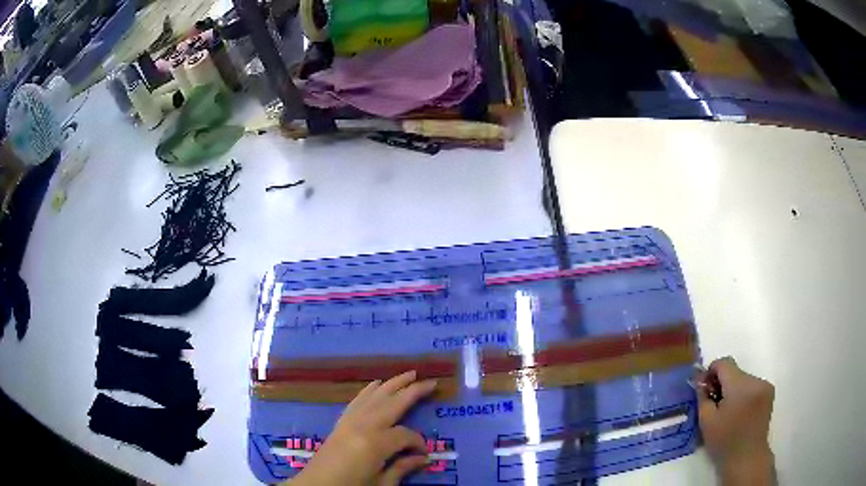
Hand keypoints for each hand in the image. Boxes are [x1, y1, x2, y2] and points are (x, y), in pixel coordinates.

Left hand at [289, 371, 437, 485]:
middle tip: (431, 382)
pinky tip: (377, 384)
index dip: (418, 442)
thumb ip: (402, 468)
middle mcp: (363, 425)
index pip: (405, 434)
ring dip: (393, 384)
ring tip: (409, 373)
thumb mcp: (381, 484)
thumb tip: (423, 458)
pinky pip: (357, 400)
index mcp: (375, 443)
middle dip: (413, 391)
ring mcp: (350, 421)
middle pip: (392, 403)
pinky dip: (368, 390)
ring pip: (375, 396)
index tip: (423, 454)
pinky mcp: (340, 422)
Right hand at [697, 357, 775, 485]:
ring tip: (727, 411)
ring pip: (743, 379)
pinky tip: (739, 412)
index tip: (705, 389)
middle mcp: (756, 380)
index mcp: (740, 386)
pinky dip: (743, 394)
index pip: (724, 363)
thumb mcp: (706, 421)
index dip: (712, 371)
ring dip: (733, 390)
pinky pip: (752, 385)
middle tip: (714, 404)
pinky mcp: (769, 392)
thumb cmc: (724, 442)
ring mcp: (765, 385)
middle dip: (723, 384)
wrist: (747, 458)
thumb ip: (703, 396)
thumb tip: (700, 380)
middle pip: (735, 371)